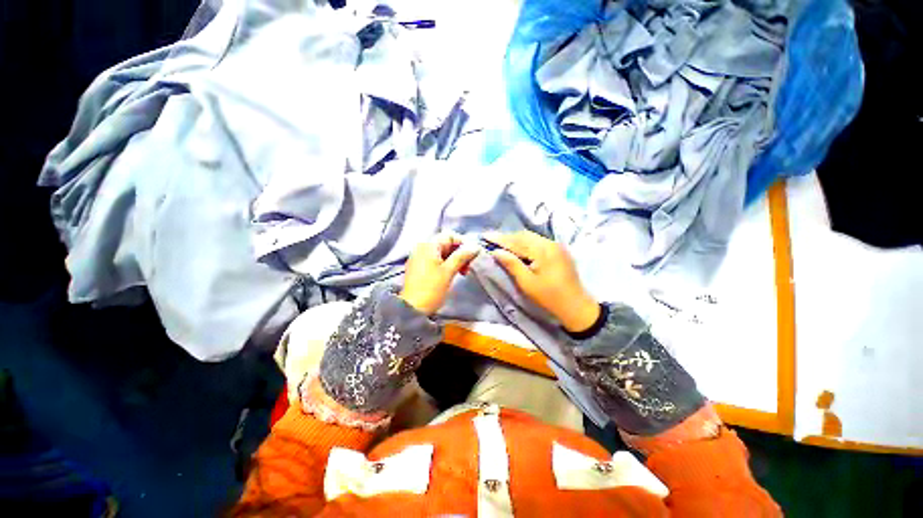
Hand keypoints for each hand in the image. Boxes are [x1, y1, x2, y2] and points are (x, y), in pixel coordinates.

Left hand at [400, 232, 480, 314]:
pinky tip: (453, 274)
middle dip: (460, 253)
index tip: (473, 255)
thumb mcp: (449, 271)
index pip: (450, 235)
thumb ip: (462, 256)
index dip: (463, 243)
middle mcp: (422, 247)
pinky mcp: (420, 267)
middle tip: (468, 266)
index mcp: (428, 245)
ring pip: (442, 253)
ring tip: (463, 272)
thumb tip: (476, 246)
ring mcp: (420, 257)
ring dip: (455, 260)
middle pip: (446, 243)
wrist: (412, 309)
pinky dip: (446, 264)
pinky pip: (436, 260)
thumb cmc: (431, 288)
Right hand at [486, 231, 599, 332]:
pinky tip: (518, 248)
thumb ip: (511, 264)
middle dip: (507, 237)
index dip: (500, 238)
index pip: (517, 241)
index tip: (485, 235)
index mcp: (543, 251)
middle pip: (524, 235)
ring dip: (516, 239)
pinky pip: (538, 241)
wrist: (576, 306)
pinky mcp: (558, 250)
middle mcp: (550, 243)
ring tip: (501, 243)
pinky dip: (525, 243)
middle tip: (491, 239)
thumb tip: (496, 251)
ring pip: (531, 237)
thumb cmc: (549, 297)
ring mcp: (556, 246)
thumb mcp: (527, 283)